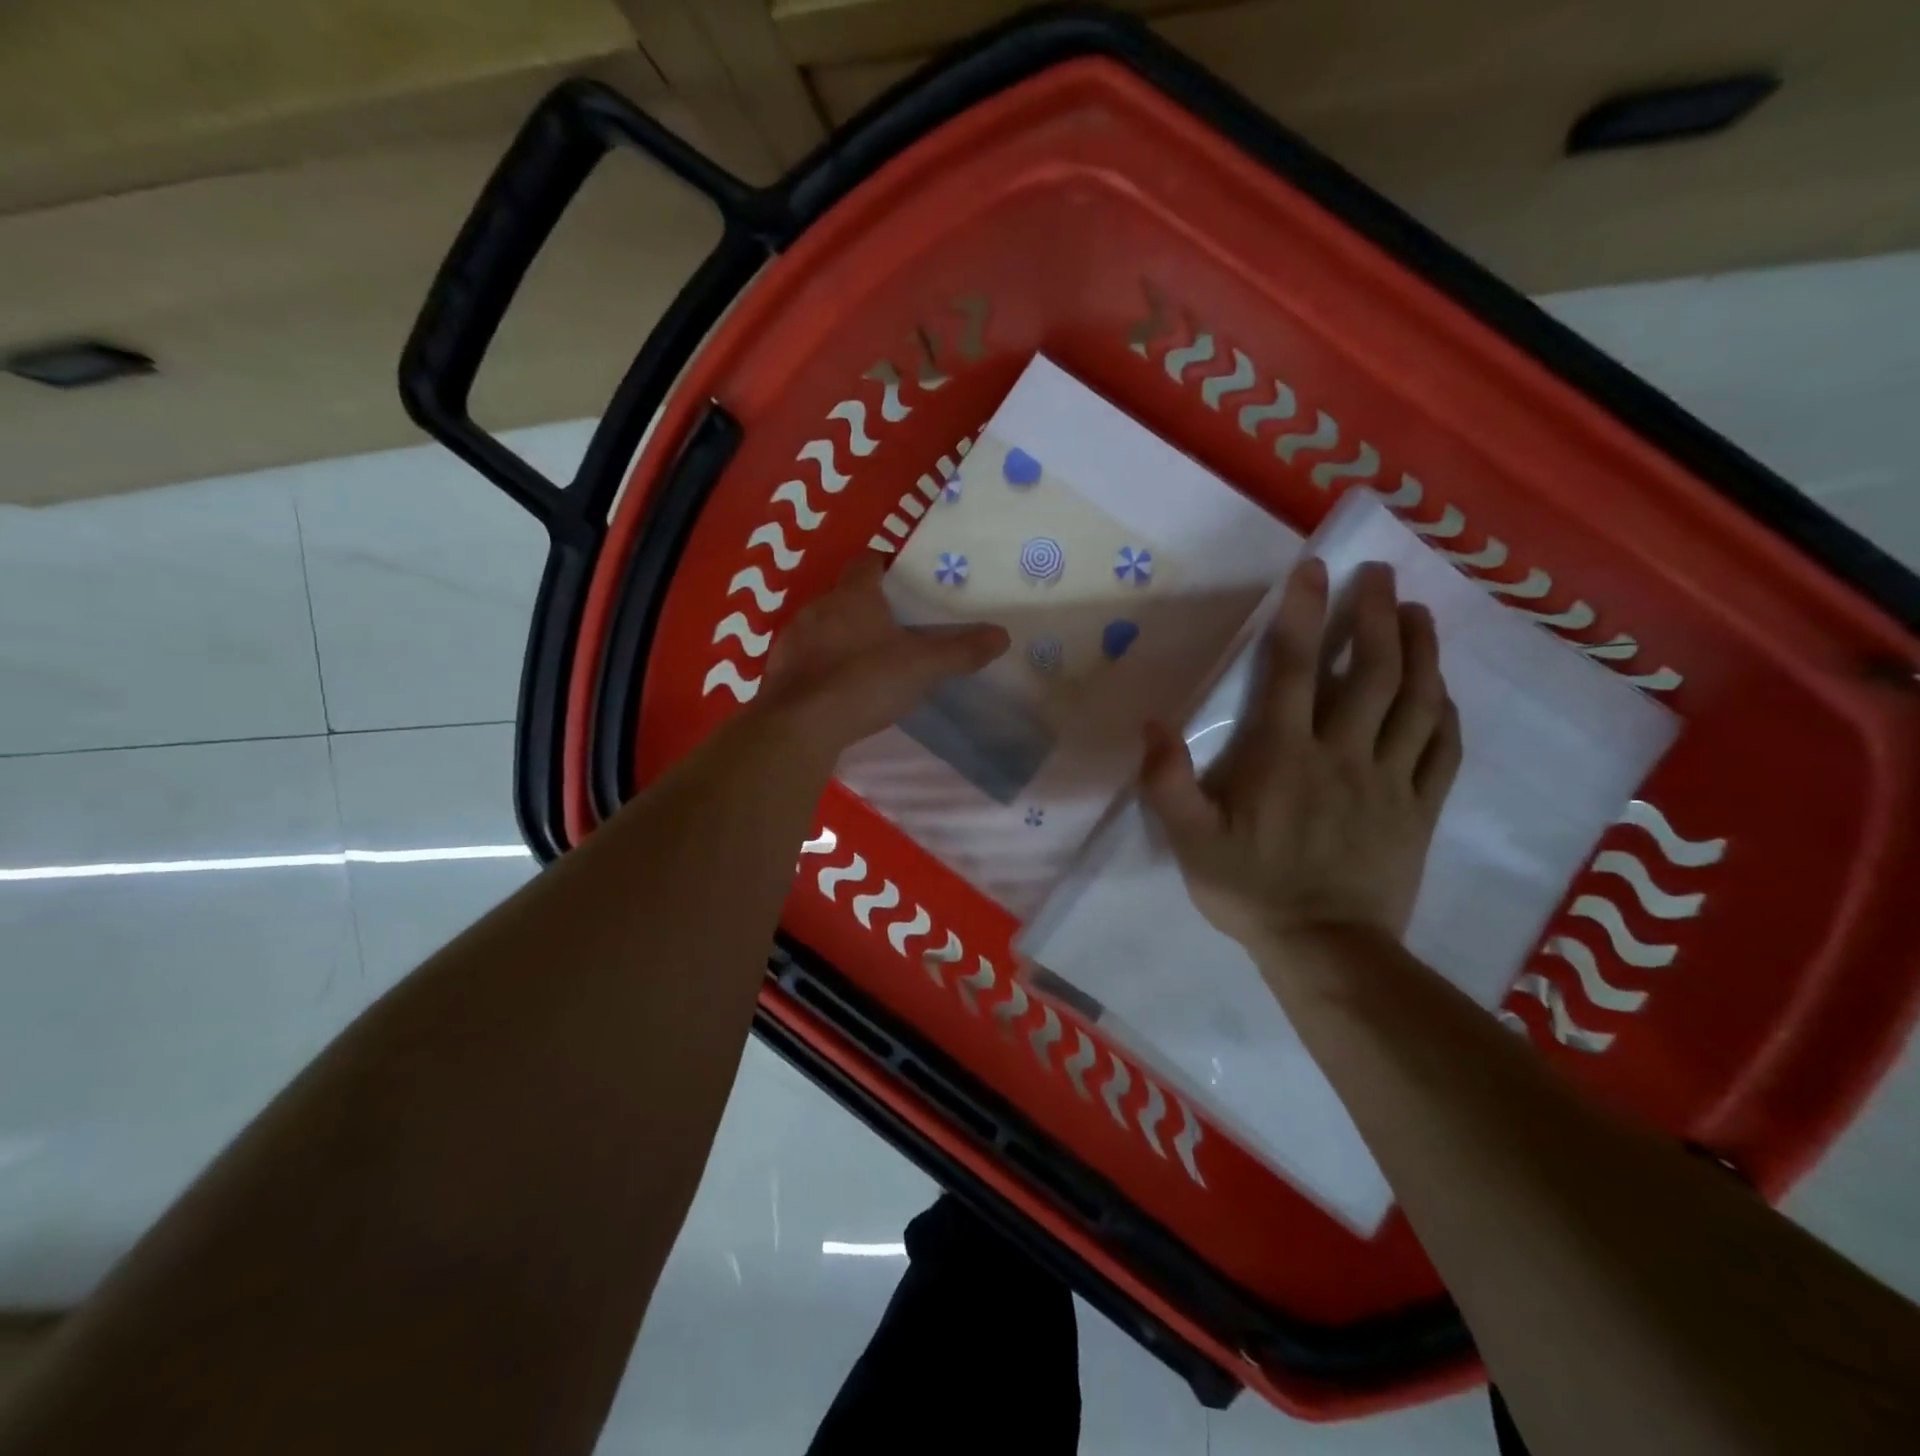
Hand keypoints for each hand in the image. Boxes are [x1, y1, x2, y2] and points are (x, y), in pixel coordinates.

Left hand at [758, 554, 1008, 752]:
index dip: (886, 565)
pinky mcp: (778, 669)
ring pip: (822, 625)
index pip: (868, 560)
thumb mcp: (923, 667)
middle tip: (896, 627)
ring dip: (841, 636)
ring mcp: (793, 638)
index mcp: (854, 594)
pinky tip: (838, 688)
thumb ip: (961, 651)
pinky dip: (821, 665)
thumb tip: (1002, 635)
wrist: (800, 726)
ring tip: (868, 660)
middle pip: (845, 594)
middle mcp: (818, 606)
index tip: (904, 583)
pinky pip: (805, 657)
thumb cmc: (865, 681)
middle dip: (868, 606)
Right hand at [1140, 557, 1462, 960]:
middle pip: (1370, 671)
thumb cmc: (1250, 890)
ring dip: (1420, 650)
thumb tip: (1152, 724)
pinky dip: (1445, 712)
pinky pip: (1442, 750)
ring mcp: (1389, 781)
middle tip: (1381, 573)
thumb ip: (1166, 783)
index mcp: (1284, 756)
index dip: (1304, 613)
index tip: (1315, 567)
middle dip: (1376, 614)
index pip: (1295, 669)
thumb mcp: (1189, 841)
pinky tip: (1442, 690)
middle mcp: (1343, 754)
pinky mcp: (1419, 810)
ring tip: (1418, 613)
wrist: (1325, 949)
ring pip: (1416, 702)